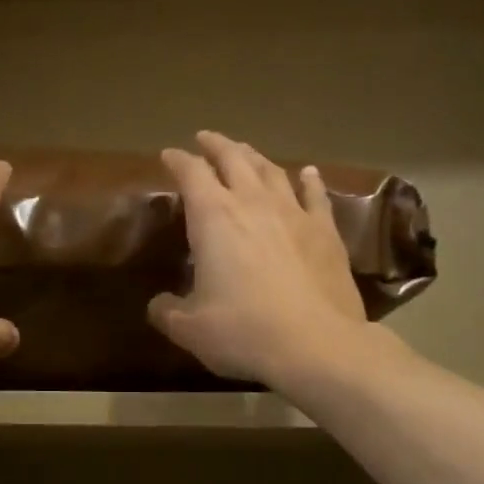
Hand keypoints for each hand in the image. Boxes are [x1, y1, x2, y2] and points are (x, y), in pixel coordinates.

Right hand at [149, 131, 386, 388]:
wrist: (317, 345)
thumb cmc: (244, 331)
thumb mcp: (190, 328)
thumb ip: (167, 311)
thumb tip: (158, 305)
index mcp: (214, 217)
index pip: (191, 173)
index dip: (177, 160)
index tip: (168, 155)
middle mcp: (252, 203)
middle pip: (233, 159)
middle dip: (216, 146)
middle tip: (205, 139)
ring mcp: (293, 213)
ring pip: (271, 171)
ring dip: (254, 157)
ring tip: (244, 151)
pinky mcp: (325, 230)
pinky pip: (315, 195)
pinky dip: (308, 180)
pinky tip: (307, 172)